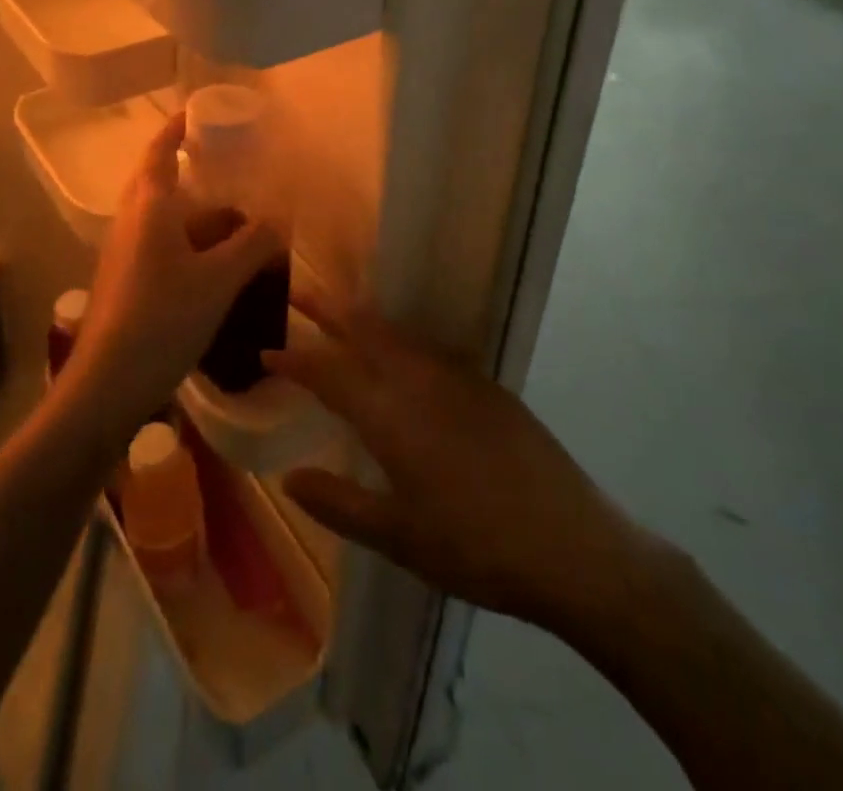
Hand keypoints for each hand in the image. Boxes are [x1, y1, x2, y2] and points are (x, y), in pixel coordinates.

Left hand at [66, 113, 282, 433]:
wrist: (107, 383)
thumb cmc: (162, 318)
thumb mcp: (219, 280)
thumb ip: (253, 244)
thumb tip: (281, 217)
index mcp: (149, 206)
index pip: (160, 150)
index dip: (177, 128)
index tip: (199, 112)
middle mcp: (130, 221)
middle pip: (159, 181)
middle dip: (191, 170)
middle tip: (229, 166)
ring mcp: (123, 252)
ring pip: (162, 217)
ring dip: (195, 212)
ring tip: (236, 217)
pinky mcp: (124, 280)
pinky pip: (160, 245)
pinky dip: (188, 242)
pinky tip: (215, 264)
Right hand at [266, 300, 673, 648]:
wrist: (575, 547)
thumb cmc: (476, 548)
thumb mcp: (399, 538)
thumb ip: (339, 503)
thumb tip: (289, 476)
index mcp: (391, 416)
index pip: (330, 373)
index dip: (296, 359)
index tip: (268, 350)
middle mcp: (420, 382)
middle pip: (365, 332)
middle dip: (329, 311)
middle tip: (300, 293)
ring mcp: (458, 378)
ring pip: (399, 335)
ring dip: (365, 320)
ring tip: (342, 311)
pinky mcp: (487, 385)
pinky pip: (429, 348)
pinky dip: (401, 339)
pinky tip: (402, 353)